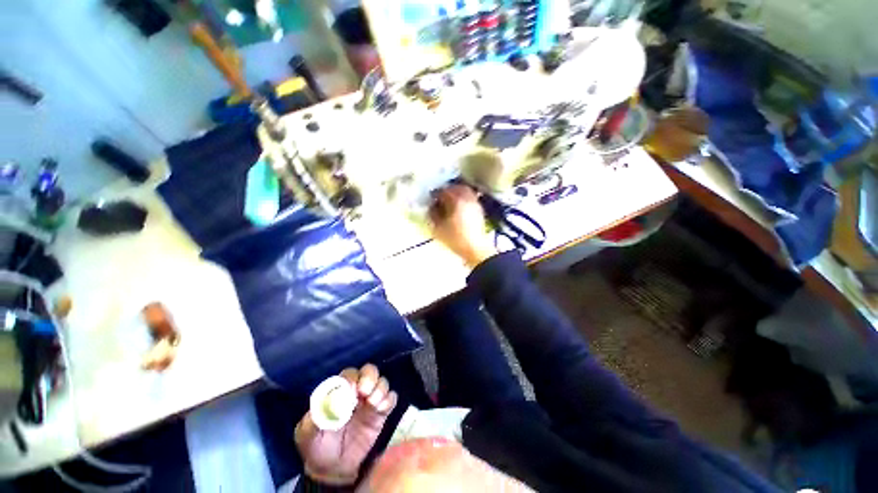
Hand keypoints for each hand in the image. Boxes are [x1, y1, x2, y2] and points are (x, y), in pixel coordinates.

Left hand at [295, 364, 397, 485]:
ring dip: (380, 388)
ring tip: (373, 403)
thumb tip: (331, 400)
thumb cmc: (317, 446)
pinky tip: (381, 410)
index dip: (351, 379)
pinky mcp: (381, 413)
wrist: (332, 470)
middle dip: (370, 377)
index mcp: (339, 391)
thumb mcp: (307, 433)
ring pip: (382, 382)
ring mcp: (370, 401)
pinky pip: (391, 398)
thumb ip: (316, 415)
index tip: (350, 391)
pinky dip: (389, 400)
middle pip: (369, 371)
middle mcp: (357, 391)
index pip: (349, 375)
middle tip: (365, 392)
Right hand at [429, 185, 496, 267]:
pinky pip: (470, 197)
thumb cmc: (455, 238)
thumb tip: (431, 206)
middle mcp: (467, 198)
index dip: (435, 194)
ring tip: (449, 201)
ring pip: (465, 191)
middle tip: (440, 197)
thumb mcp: (438, 228)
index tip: (431, 199)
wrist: (474, 248)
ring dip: (456, 193)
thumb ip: (433, 214)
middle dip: (447, 191)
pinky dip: (463, 198)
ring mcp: (475, 203)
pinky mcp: (479, 209)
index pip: (443, 191)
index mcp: (456, 200)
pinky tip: (459, 207)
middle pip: (456, 187)